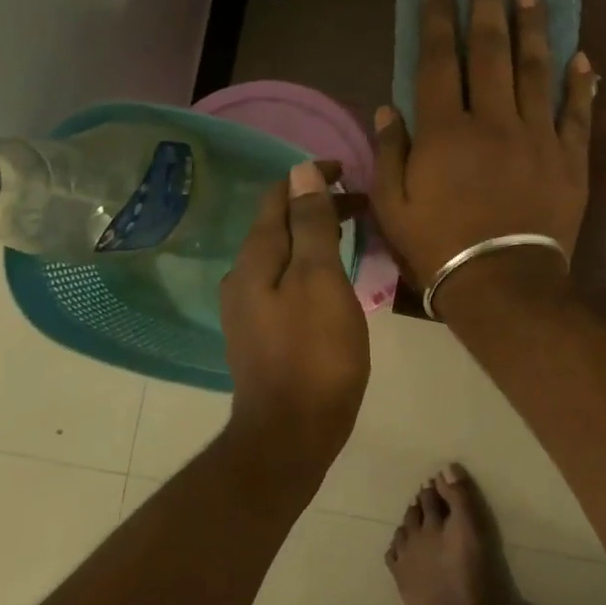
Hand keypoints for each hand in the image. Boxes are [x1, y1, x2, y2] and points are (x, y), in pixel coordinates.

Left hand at [220, 160, 369, 464]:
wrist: (292, 433)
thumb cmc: (314, 353)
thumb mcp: (320, 280)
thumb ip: (311, 225)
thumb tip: (301, 173)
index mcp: (255, 260)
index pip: (277, 198)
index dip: (310, 178)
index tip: (348, 172)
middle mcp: (243, 278)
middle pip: (279, 225)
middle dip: (317, 206)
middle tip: (362, 205)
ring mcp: (250, 308)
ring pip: (284, 255)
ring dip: (315, 236)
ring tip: (352, 235)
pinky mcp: (263, 333)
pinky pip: (286, 282)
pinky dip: (310, 265)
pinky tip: (333, 279)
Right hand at [372, 0, 596, 302]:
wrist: (503, 285)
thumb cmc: (439, 247)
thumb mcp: (393, 205)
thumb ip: (390, 151)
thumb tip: (388, 106)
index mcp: (446, 130)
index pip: (441, 58)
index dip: (440, 16)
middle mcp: (494, 120)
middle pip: (491, 49)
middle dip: (488, 0)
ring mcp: (538, 136)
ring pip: (536, 69)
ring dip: (533, 26)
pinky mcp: (570, 158)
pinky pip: (578, 113)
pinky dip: (581, 84)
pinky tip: (582, 56)